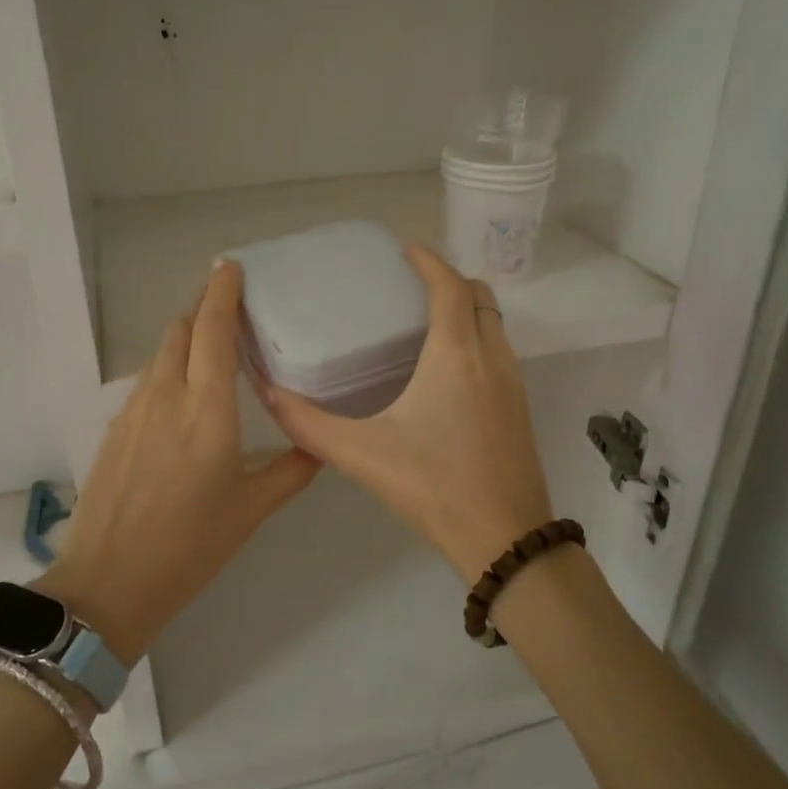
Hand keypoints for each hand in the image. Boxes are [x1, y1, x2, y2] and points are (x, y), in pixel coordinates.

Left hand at [42, 261, 320, 660]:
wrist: (108, 583)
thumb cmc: (190, 547)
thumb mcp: (251, 511)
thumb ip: (291, 471)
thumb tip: (319, 446)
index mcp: (206, 410)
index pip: (212, 331)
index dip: (221, 293)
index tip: (230, 267)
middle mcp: (166, 396)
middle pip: (180, 330)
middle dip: (203, 308)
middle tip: (230, 305)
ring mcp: (133, 411)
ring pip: (160, 354)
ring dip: (184, 337)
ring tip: (210, 345)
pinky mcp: (115, 429)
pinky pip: (146, 381)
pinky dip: (168, 368)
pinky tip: (182, 393)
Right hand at [261, 246, 553, 581]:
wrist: (505, 538)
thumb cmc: (433, 487)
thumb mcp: (362, 454)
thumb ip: (309, 424)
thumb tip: (267, 394)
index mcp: (456, 355)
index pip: (449, 287)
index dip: (429, 261)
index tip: (405, 250)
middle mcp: (492, 359)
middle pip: (480, 298)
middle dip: (451, 281)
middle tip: (412, 287)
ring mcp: (513, 384)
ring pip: (495, 326)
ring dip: (467, 311)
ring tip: (426, 323)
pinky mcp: (520, 410)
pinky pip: (501, 354)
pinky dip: (478, 340)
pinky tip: (447, 372)